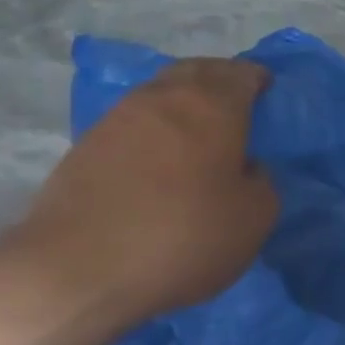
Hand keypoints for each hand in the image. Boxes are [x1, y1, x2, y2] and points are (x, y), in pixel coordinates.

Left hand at [5, 58, 278, 326]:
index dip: (257, 80)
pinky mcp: (84, 148)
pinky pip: (132, 123)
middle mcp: (163, 98)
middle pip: (196, 72)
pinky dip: (154, 130)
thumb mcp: (255, 217)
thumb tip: (244, 168)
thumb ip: (261, 181)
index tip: (267, 93)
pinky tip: (161, 159)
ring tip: (198, 132)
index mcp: (212, 105)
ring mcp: (117, 119)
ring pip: (160, 94)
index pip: (241, 73)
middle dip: (219, 80)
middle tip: (236, 103)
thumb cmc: (183, 236)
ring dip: (182, 103)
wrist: (76, 272)